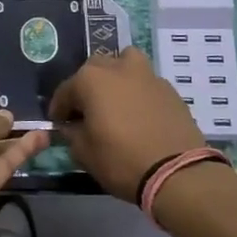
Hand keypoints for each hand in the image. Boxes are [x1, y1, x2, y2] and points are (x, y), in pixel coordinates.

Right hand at [48, 47, 208, 201]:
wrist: (177, 173)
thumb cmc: (121, 160)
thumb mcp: (84, 153)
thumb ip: (72, 134)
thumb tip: (72, 127)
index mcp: (90, 80)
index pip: (65, 91)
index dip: (59, 109)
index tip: (59, 124)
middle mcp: (117, 68)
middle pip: (94, 70)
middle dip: (86, 88)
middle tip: (87, 112)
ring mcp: (147, 75)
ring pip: (124, 63)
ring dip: (116, 77)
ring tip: (116, 100)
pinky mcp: (169, 89)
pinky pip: (145, 82)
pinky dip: (138, 92)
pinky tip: (139, 114)